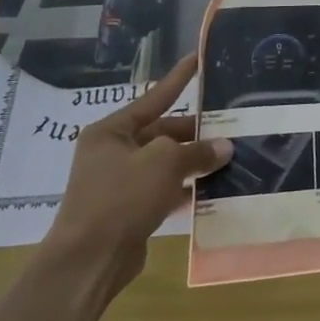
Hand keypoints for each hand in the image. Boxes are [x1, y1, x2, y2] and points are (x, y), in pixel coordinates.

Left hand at [40, 54, 231, 298]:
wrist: (88, 262)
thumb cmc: (121, 197)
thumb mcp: (165, 163)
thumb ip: (197, 150)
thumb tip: (224, 146)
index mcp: (112, 131)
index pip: (154, 97)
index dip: (179, 78)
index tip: (198, 58)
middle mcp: (113, 152)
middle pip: (163, 132)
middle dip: (196, 132)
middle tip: (231, 125)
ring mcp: (120, 183)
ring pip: (166, 163)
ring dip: (195, 161)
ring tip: (231, 154)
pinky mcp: (130, 210)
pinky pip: (165, 190)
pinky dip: (187, 188)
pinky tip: (215, 188)